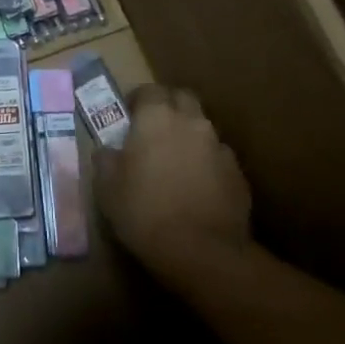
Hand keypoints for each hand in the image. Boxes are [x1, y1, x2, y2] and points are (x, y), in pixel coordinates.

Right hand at [96, 84, 251, 283]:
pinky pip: (218, 159)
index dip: (138, 100)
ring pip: (203, 129)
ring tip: (175, 163)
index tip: (128, 115)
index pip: (149, 90)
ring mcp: (220, 148)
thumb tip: (108, 151)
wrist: (202, 253)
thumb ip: (106, 159)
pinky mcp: (238, 176)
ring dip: (189, 137)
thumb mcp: (106, 186)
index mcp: (157, 118)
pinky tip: (196, 188)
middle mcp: (192, 123)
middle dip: (169, 107)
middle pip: (182, 99)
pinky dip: (206, 165)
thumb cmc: (144, 211)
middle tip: (153, 130)